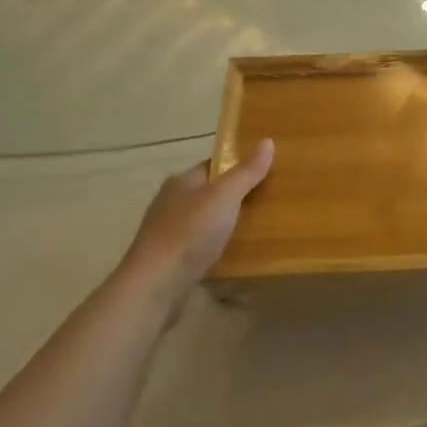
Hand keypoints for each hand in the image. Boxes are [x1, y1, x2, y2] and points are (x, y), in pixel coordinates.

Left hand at [115, 140, 273, 292]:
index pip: (214, 166)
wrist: (156, 286)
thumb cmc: (190, 233)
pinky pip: (201, 246)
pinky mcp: (172, 260)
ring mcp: (169, 233)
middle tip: (270, 201)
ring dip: (227, 224)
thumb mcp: (225, 196)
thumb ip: (246, 172)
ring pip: (205, 222)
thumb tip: (267, 140)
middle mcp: (172, 203)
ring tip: (260, 228)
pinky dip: (218, 248)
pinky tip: (237, 255)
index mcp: (181, 182)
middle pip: (210, 193)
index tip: (266, 172)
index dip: (238, 166)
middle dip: (236, 197)